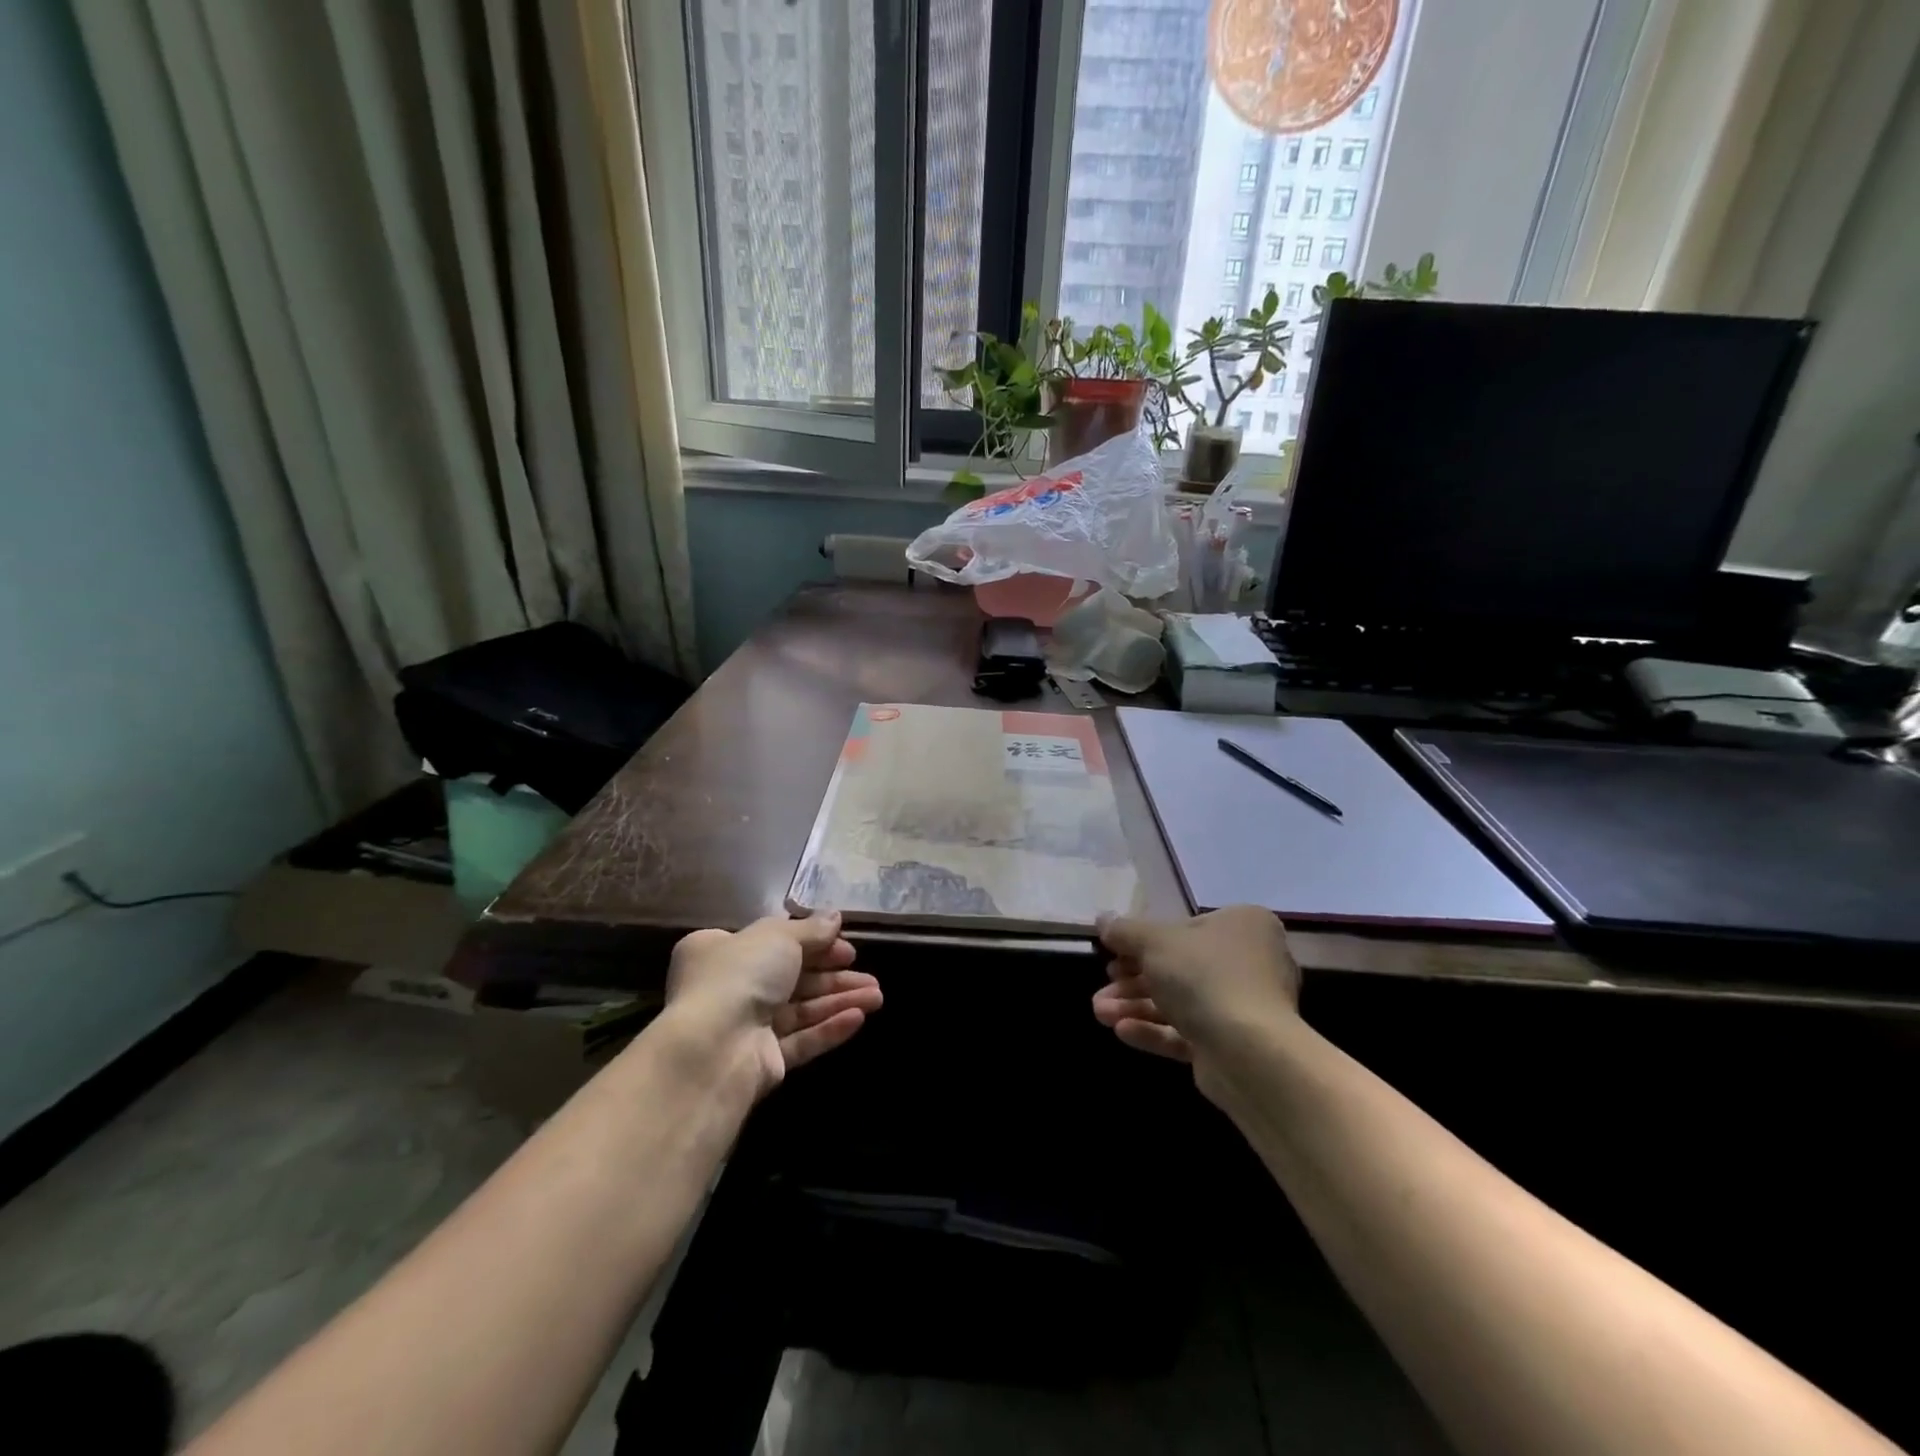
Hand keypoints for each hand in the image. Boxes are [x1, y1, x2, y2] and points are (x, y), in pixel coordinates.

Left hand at [663, 911, 882, 1097]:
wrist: (714, 1048)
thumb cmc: (740, 975)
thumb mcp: (778, 936)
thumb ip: (811, 929)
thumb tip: (834, 917)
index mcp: (720, 950)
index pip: (773, 942)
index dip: (812, 942)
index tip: (845, 946)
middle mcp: (729, 987)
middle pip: (792, 978)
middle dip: (834, 976)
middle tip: (870, 977)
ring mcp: (745, 1027)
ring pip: (801, 1010)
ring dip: (839, 1001)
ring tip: (877, 997)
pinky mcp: (761, 1062)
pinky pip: (800, 1041)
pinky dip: (828, 1028)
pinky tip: (858, 1018)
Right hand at [1091, 906, 1299, 1071]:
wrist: (1250, 1053)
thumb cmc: (1204, 977)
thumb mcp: (1154, 942)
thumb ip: (1125, 931)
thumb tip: (1103, 919)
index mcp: (1243, 925)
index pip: (1184, 928)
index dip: (1143, 941)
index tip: (1113, 953)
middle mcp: (1250, 962)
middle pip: (1178, 967)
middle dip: (1132, 981)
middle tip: (1103, 986)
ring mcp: (1244, 1006)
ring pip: (1179, 1001)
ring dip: (1136, 1006)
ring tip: (1100, 1013)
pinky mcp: (1234, 1045)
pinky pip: (1189, 1032)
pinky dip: (1155, 1030)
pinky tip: (1122, 1031)